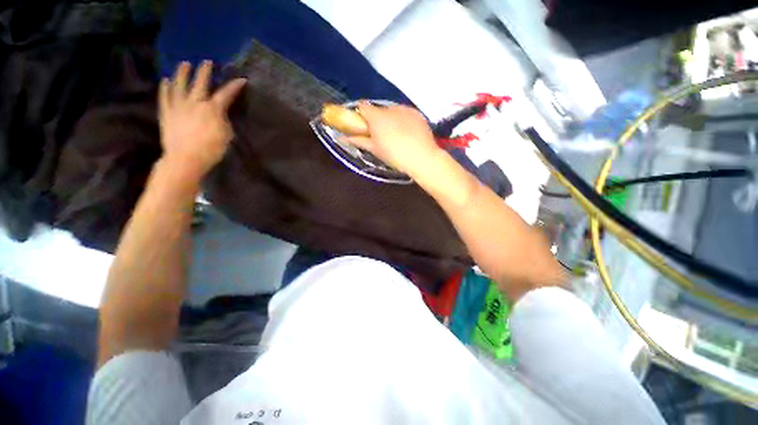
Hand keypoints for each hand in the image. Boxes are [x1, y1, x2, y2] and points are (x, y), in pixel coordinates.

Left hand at [158, 61, 246, 180]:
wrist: (185, 159)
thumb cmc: (211, 150)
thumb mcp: (226, 136)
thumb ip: (224, 121)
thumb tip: (220, 114)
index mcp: (212, 110)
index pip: (225, 94)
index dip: (234, 86)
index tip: (241, 79)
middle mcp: (195, 103)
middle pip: (200, 83)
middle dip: (205, 71)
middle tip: (207, 62)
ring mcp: (178, 106)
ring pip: (179, 85)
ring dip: (182, 73)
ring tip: (184, 64)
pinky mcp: (166, 112)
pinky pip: (165, 96)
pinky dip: (165, 88)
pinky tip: (165, 80)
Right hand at [343, 102, 441, 177]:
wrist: (421, 157)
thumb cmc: (394, 155)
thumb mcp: (374, 149)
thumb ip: (358, 140)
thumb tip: (342, 137)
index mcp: (376, 117)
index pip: (363, 106)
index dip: (361, 115)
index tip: (364, 126)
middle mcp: (390, 108)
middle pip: (379, 109)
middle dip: (377, 119)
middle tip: (381, 134)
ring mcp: (405, 109)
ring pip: (393, 111)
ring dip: (391, 119)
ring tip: (397, 135)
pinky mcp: (417, 113)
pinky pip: (405, 113)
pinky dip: (403, 120)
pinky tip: (408, 133)